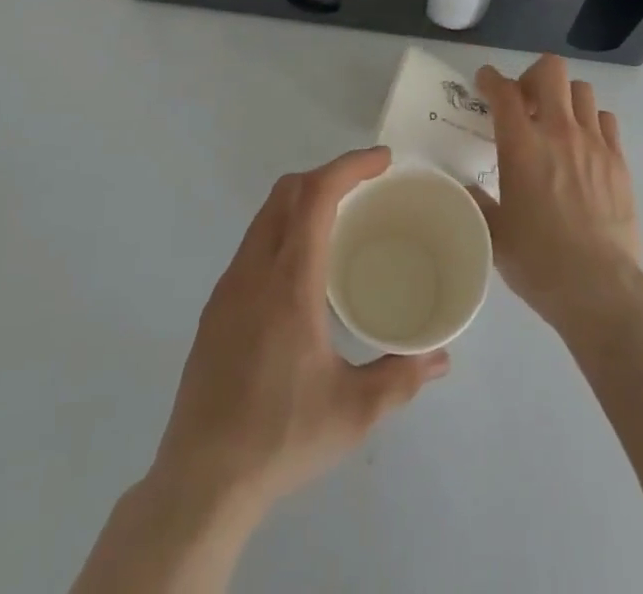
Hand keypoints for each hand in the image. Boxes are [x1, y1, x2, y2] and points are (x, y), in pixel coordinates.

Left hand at [151, 147, 450, 519]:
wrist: (201, 482)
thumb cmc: (281, 438)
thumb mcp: (353, 412)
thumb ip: (401, 377)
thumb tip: (441, 357)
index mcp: (289, 282)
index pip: (316, 196)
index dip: (350, 166)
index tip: (382, 160)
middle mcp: (254, 270)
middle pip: (287, 191)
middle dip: (328, 174)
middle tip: (366, 186)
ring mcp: (229, 286)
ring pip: (266, 215)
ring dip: (302, 199)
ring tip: (339, 218)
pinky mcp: (216, 307)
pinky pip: (253, 243)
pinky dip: (283, 228)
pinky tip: (302, 267)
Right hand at [473, 56, 642, 337]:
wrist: (599, 288)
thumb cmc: (538, 261)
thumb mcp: (495, 232)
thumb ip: (479, 202)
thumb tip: (471, 189)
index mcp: (521, 145)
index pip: (503, 91)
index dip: (490, 78)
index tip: (485, 82)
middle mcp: (558, 132)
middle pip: (550, 71)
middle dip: (533, 76)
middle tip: (526, 102)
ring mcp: (594, 143)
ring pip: (582, 90)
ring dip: (564, 98)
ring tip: (557, 122)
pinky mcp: (619, 161)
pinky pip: (606, 120)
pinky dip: (592, 122)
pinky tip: (585, 145)